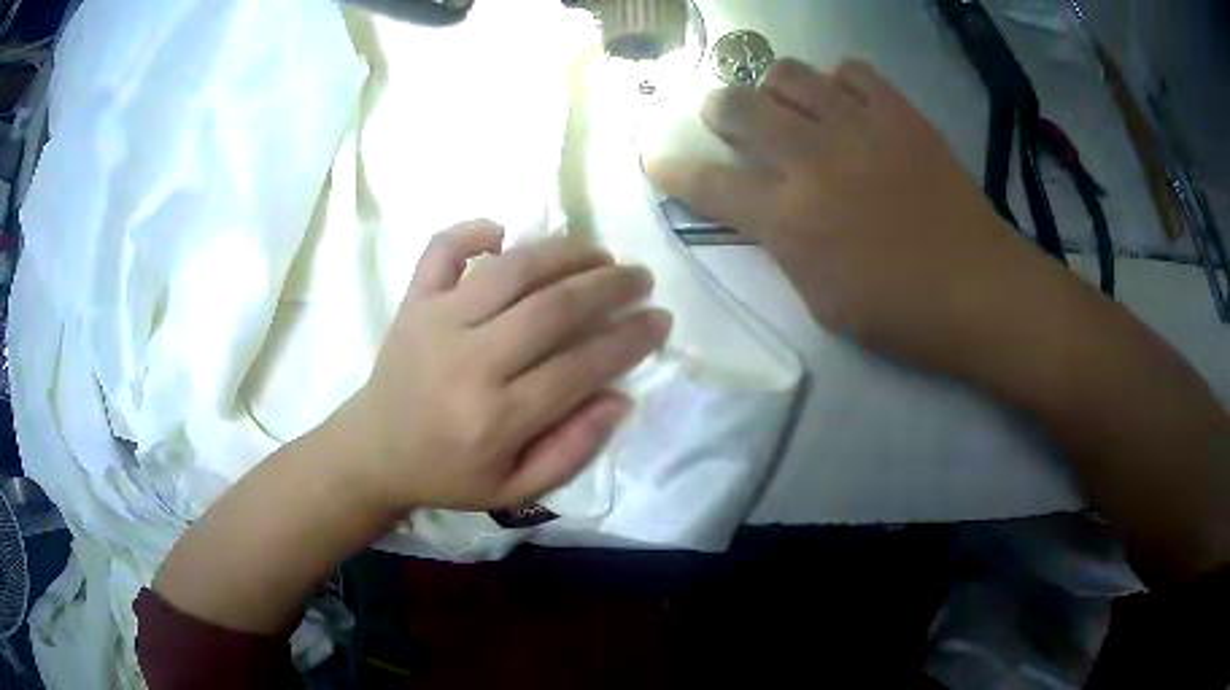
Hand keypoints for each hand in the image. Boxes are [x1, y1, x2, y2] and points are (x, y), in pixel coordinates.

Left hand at [342, 221, 671, 512]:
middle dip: (610, 286)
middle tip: (641, 278)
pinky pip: (442, 248)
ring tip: (599, 253)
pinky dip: (474, 229)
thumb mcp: (515, 489)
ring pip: (512, 269)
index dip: (629, 339)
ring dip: (565, 252)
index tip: (660, 320)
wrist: (373, 452)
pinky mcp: (413, 301)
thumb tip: (618, 397)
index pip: (580, 366)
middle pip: (553, 308)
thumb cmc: (447, 474)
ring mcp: (435, 321)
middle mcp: (468, 361)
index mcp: (495, 418)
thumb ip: (571, 450)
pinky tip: (504, 234)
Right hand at [648, 59, 1043, 371]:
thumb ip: (782, 246)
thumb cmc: (899, 314)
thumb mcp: (820, 300)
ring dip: (776, 88)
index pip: (707, 183)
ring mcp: (858, 127)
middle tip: (728, 119)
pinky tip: (846, 105)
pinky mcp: (899, 113)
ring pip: (789, 73)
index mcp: (789, 219)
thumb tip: (764, 208)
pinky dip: (838, 82)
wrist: (979, 290)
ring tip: (790, 107)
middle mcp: (812, 160)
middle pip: (737, 106)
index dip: (671, 169)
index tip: (655, 158)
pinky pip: (852, 70)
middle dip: (718, 109)